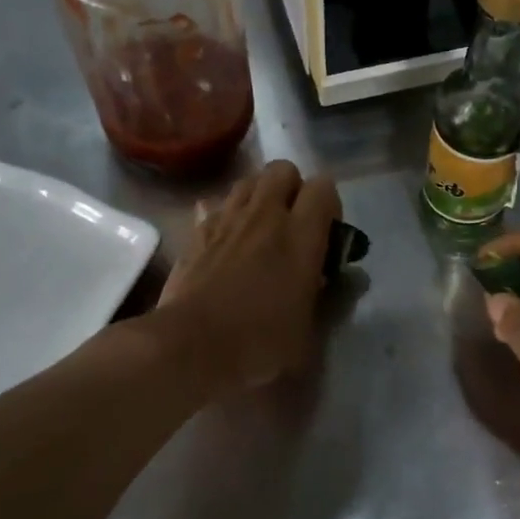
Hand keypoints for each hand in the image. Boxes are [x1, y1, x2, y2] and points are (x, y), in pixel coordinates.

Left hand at [158, 159, 341, 392]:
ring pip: (247, 182)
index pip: (323, 187)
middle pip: (282, 169)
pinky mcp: (195, 235)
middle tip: (295, 224)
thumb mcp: (308, 332)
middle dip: (293, 188)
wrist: (189, 349)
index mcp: (300, 237)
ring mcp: (225, 221)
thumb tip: (322, 278)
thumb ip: (321, 296)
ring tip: (261, 228)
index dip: (330, 204)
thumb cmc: (258, 344)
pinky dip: (225, 216)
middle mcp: (264, 217)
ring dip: (259, 197)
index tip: (328, 234)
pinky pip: (214, 207)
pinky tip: (227, 241)